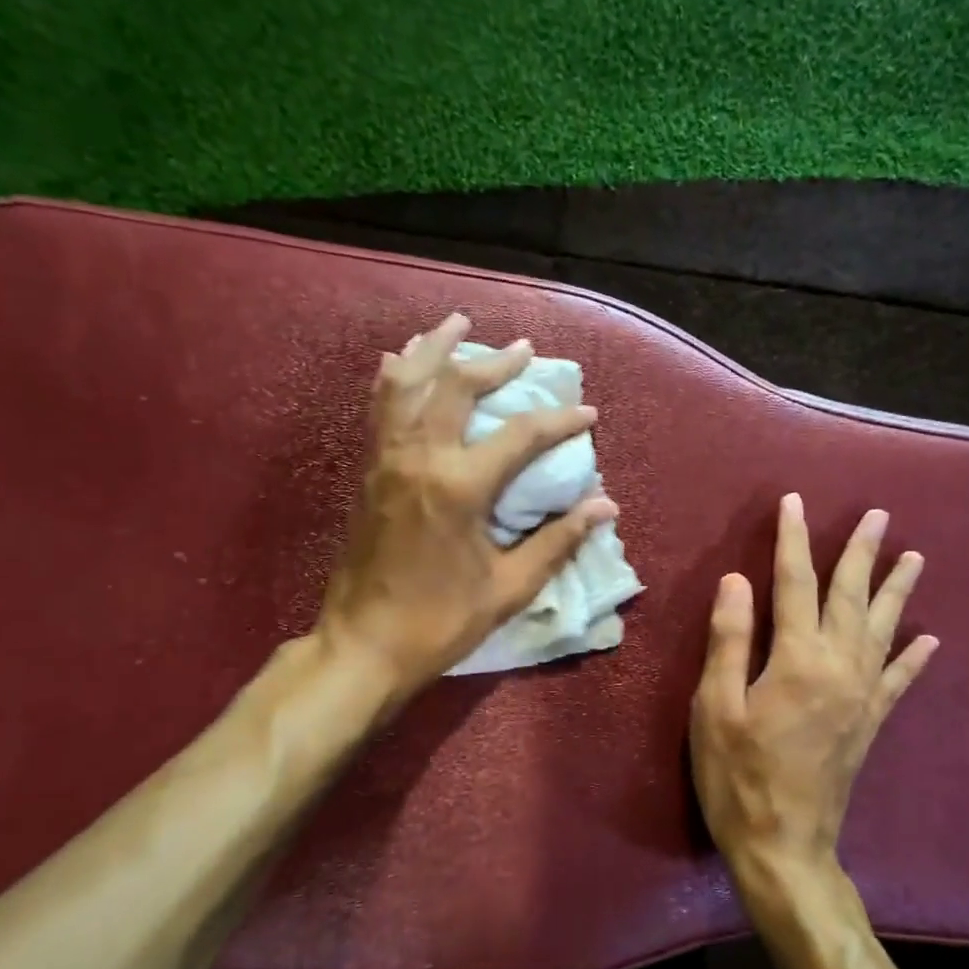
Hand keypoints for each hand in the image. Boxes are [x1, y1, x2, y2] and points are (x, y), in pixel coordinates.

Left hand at [317, 312, 615, 697]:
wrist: (363, 645)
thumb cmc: (440, 621)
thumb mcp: (509, 588)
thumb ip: (557, 541)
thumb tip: (604, 506)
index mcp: (459, 487)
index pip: (521, 436)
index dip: (560, 421)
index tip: (588, 414)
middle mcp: (420, 458)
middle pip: (457, 387)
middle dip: (495, 363)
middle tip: (523, 349)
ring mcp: (387, 460)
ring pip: (406, 383)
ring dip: (434, 349)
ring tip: (455, 324)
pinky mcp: (369, 471)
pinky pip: (380, 408)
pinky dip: (395, 377)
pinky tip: (402, 361)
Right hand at [690, 493, 937, 903]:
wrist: (783, 846)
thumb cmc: (737, 775)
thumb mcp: (715, 707)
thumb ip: (729, 640)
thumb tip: (737, 580)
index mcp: (796, 659)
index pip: (794, 584)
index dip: (792, 540)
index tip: (794, 503)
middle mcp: (838, 667)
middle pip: (849, 596)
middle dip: (859, 553)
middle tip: (877, 515)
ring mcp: (861, 696)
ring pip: (881, 629)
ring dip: (896, 591)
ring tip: (914, 557)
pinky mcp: (870, 723)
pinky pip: (899, 681)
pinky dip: (915, 657)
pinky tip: (932, 640)